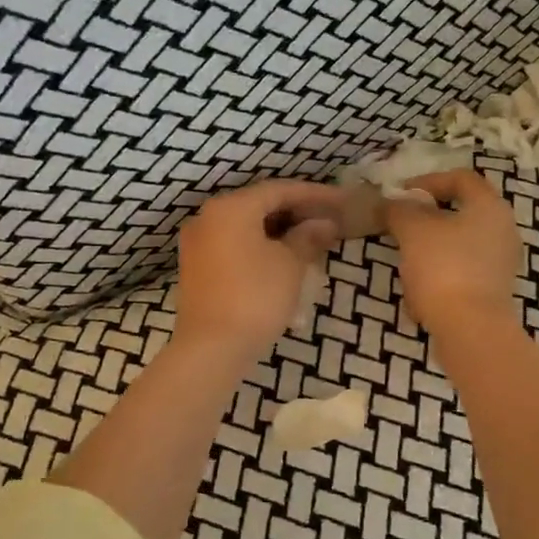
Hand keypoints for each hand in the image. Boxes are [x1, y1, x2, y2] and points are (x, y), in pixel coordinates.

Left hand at [173, 180, 339, 366]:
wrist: (211, 348)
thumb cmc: (255, 297)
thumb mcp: (290, 265)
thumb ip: (308, 237)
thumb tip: (324, 224)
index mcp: (231, 207)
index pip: (279, 190)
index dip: (314, 194)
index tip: (340, 202)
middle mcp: (208, 217)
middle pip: (260, 205)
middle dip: (296, 212)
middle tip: (329, 221)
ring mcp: (198, 243)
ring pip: (246, 226)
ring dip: (279, 230)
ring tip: (311, 240)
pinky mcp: (197, 267)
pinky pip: (234, 244)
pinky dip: (260, 245)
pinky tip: (283, 258)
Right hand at [381, 167, 520, 333]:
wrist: (470, 328)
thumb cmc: (444, 267)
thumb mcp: (412, 230)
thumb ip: (399, 209)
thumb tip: (390, 203)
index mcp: (490, 207)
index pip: (461, 178)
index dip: (428, 180)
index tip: (400, 195)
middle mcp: (503, 230)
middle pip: (460, 212)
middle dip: (425, 218)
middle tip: (399, 225)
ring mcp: (500, 263)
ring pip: (458, 244)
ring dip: (429, 248)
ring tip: (405, 260)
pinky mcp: (492, 290)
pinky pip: (461, 271)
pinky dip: (439, 274)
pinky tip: (418, 291)